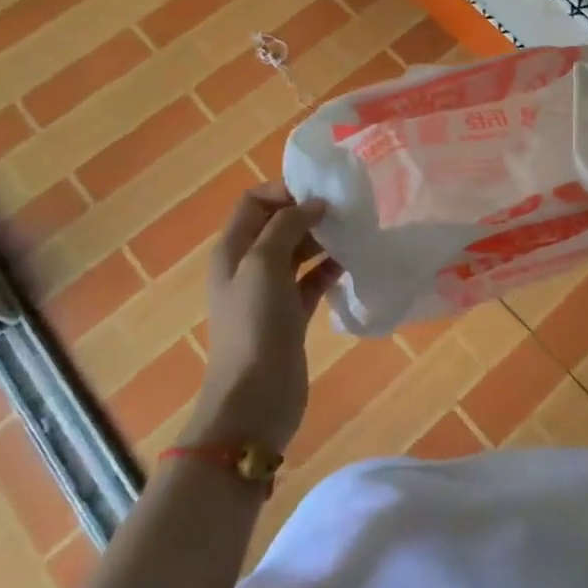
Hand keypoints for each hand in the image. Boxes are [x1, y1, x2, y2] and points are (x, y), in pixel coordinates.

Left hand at [182, 182, 340, 451]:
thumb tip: (314, 205)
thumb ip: (287, 226)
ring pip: (298, 252)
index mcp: (232, 249)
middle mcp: (248, 266)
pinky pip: (311, 281)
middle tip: (345, 211)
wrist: (255, 395)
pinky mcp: (290, 316)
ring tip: (354, 234)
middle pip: (278, 225)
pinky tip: (351, 264)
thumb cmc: (255, 323)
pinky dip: (328, 270)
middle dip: (308, 213)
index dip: (284, 191)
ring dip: (322, 241)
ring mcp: (269, 293)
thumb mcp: (263, 264)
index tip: (321, 193)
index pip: (254, 202)